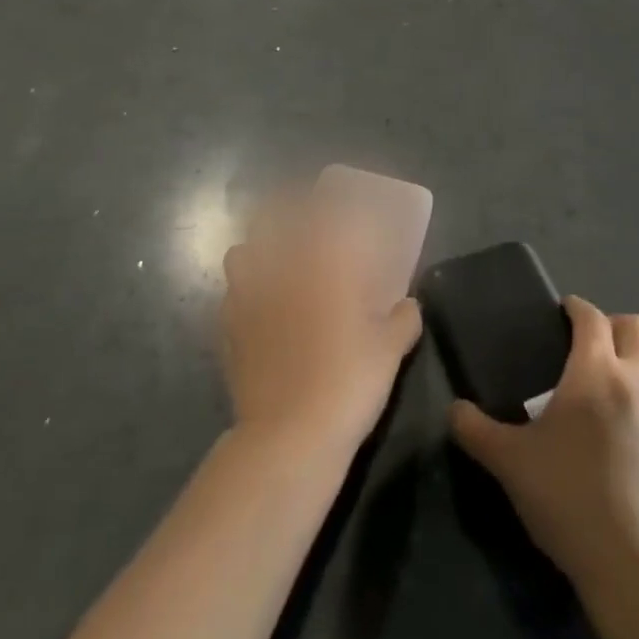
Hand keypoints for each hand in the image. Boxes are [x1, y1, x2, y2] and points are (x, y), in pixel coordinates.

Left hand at [221, 192, 422, 457]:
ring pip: (241, 254)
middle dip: (283, 213)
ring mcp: (249, 299)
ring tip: (272, 265)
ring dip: (256, 251)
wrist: (291, 435)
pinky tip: (258, 310)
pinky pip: (231, 296)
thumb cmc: (348, 382)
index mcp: (323, 266)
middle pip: (271, 221)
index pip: (323, 215)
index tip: (338, 204)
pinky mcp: (229, 331)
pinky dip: (243, 293)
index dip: (329, 203)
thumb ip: (403, 320)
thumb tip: (409, 305)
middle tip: (302, 226)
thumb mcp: (390, 351)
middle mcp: (281, 271)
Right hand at [451, 296, 638, 591]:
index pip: (591, 318)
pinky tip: (637, 416)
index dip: (576, 308)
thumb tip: (454, 410)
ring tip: (620, 369)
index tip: (563, 311)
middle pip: (636, 326)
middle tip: (590, 341)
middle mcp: (637, 380)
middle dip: (612, 323)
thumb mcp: (511, 465)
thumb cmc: (570, 501)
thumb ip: (477, 431)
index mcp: (595, 373)